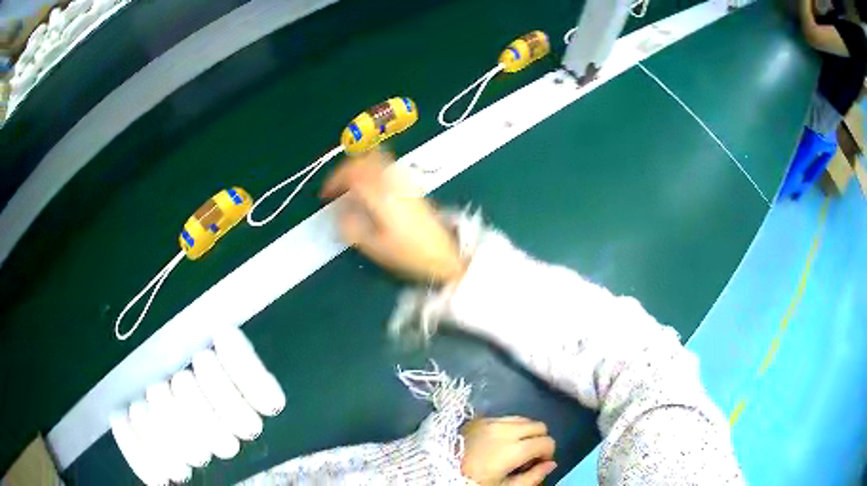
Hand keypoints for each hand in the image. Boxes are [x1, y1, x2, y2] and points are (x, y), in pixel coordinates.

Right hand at [321, 148, 465, 284]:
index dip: (334, 180)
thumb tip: (339, 213)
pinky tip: (369, 186)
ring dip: (359, 166)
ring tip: (349, 184)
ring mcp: (404, 180)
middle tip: (335, 187)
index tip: (324, 194)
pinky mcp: (412, 185)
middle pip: (365, 159)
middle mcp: (392, 180)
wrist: (444, 254)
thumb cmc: (408, 253)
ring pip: (377, 158)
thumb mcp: (374, 246)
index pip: (352, 173)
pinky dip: (372, 168)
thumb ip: (351, 227)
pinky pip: (387, 166)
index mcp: (381, 194)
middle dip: (345, 169)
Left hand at [461, 417, 556, 485]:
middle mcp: (505, 429)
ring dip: (525, 432)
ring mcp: (490, 421)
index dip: (547, 454)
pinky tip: (498, 442)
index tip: (537, 464)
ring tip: (513, 448)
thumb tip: (551, 464)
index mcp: (514, 449)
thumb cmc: (474, 482)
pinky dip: (508, 427)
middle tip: (527, 456)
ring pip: (522, 419)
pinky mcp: (477, 419)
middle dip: (539, 440)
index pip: (547, 442)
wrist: (436, 471)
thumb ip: (533, 477)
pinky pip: (504, 417)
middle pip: (538, 426)